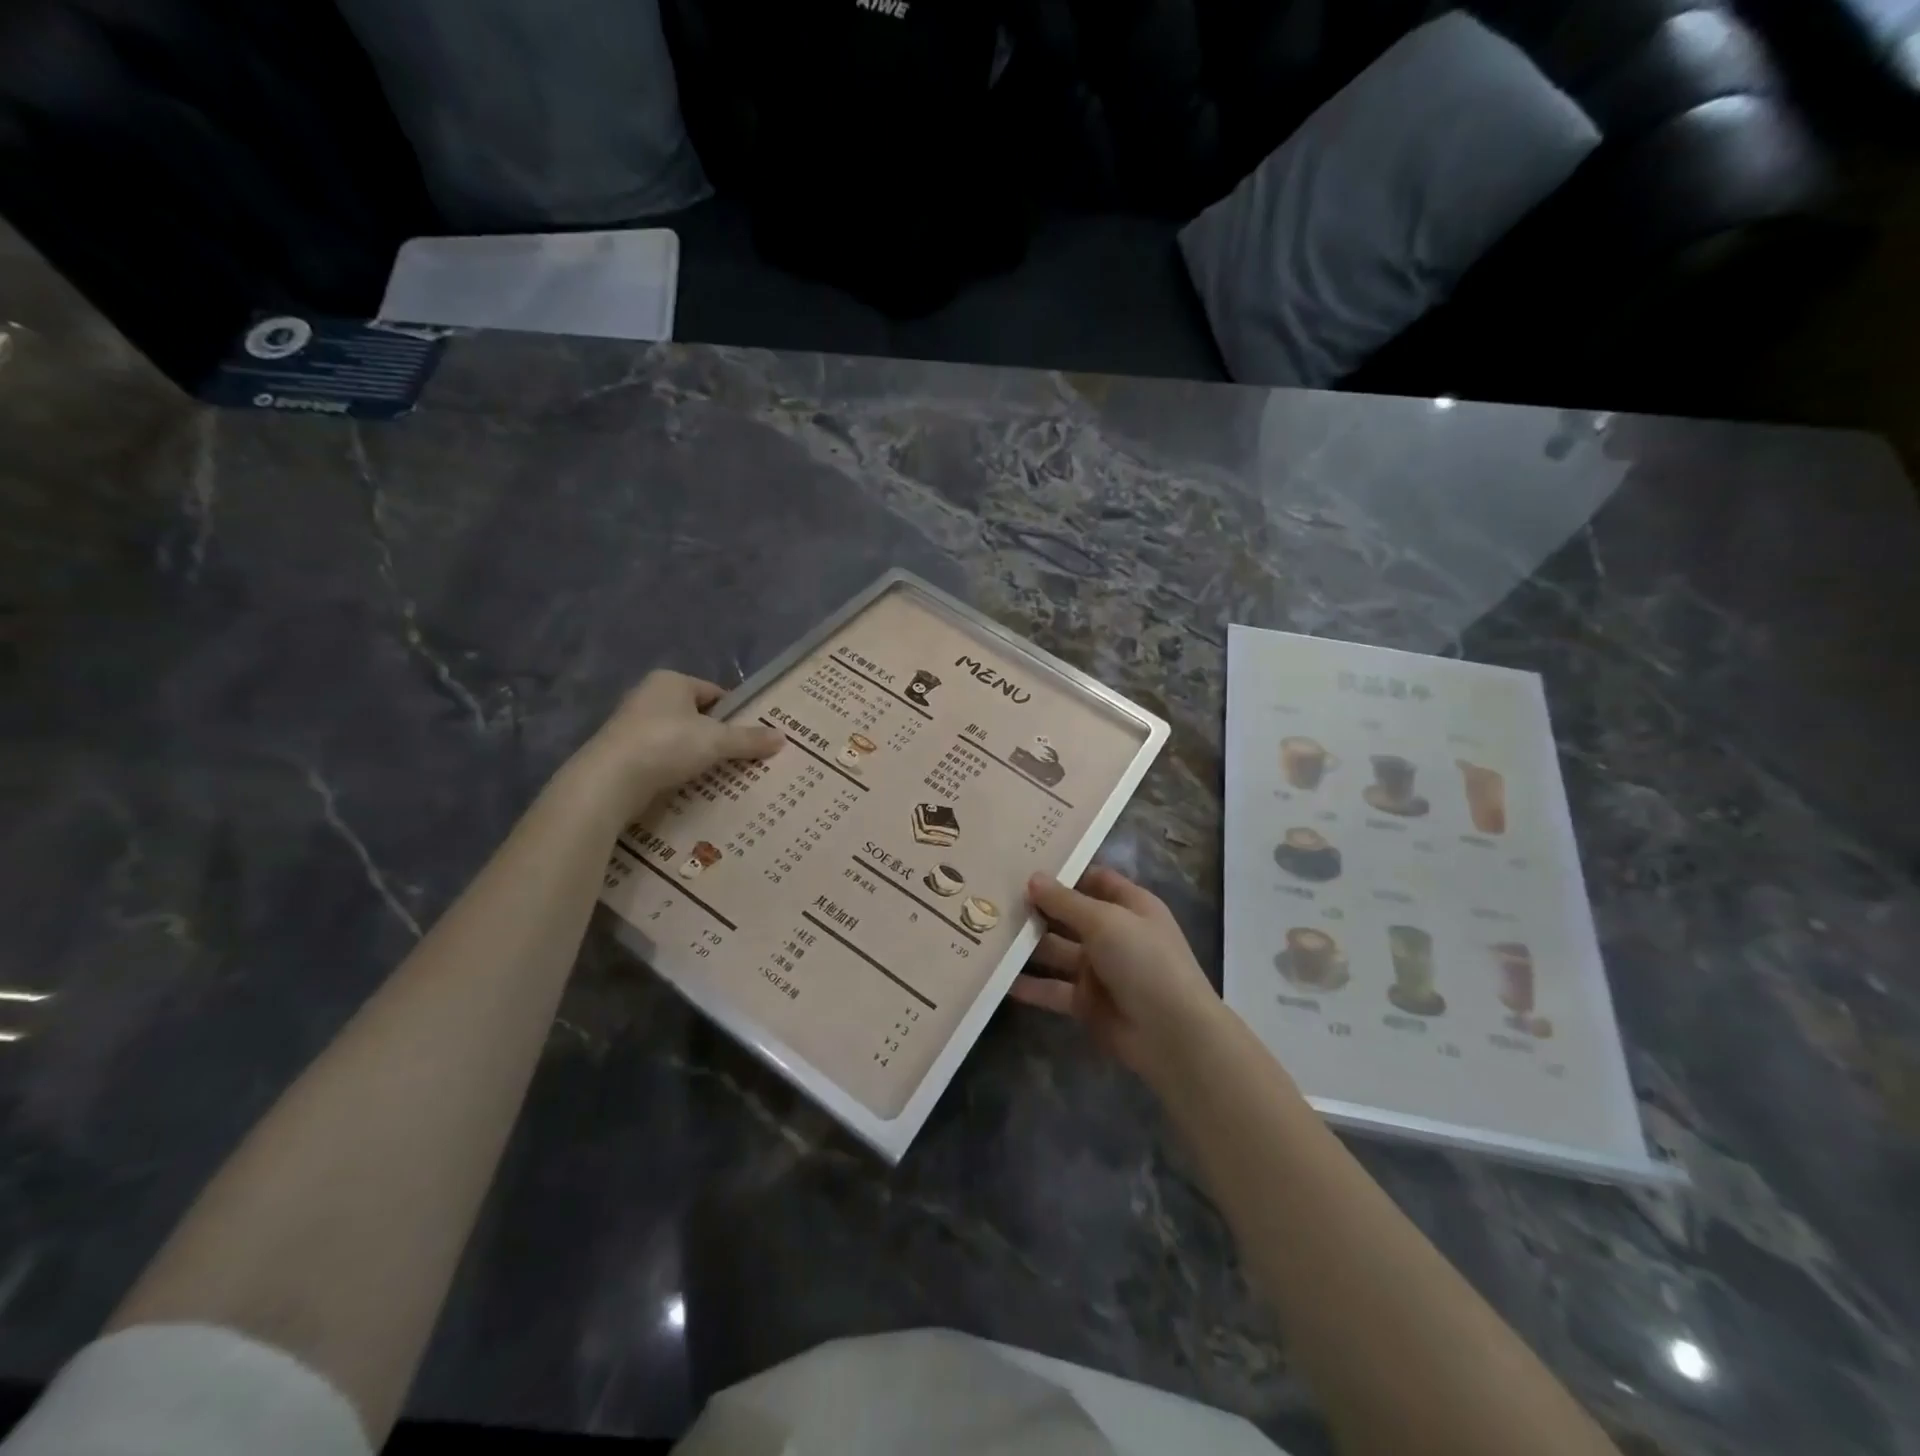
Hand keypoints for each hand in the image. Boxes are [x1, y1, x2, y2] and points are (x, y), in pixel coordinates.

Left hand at [572, 671, 782, 812]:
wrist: (608, 781)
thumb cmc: (666, 745)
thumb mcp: (716, 741)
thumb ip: (749, 739)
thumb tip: (783, 737)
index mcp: (671, 681)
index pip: (714, 693)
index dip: (735, 714)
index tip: (752, 737)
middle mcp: (648, 696)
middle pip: (696, 716)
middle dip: (717, 737)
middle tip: (741, 759)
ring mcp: (631, 725)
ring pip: (678, 738)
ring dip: (696, 755)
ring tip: (720, 776)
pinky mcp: (622, 753)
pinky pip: (660, 758)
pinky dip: (676, 770)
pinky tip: (690, 786)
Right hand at [1011, 867, 1225, 1088]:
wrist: (1172, 1034)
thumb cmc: (1145, 961)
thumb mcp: (1105, 921)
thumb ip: (1066, 902)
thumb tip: (1033, 878)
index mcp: (1130, 906)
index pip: (1093, 879)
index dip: (1064, 872)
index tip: (1024, 863)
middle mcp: (1114, 934)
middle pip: (1069, 915)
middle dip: (1037, 907)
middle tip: (992, 895)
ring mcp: (1099, 970)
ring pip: (1056, 951)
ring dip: (1027, 944)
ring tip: (987, 931)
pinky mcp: (1086, 1002)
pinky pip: (1052, 988)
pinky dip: (1029, 985)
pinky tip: (996, 977)